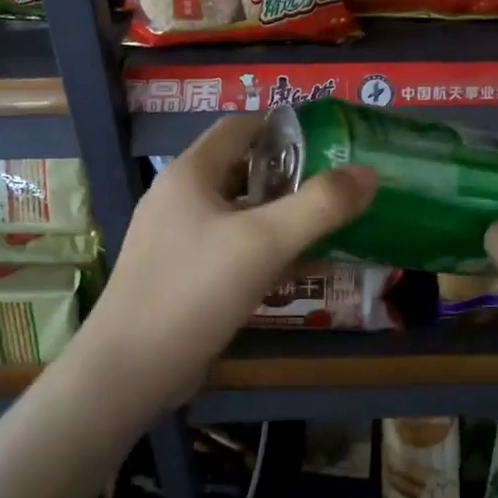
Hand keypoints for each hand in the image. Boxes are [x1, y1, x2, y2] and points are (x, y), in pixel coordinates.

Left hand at [81, 114, 375, 405]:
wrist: (130, 370)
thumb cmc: (196, 291)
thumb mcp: (265, 242)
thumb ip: (320, 205)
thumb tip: (367, 173)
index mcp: (190, 174)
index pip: (239, 127)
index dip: (283, 128)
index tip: (328, 141)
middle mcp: (177, 197)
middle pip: (239, 169)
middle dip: (287, 175)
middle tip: (334, 189)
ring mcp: (173, 238)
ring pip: (234, 212)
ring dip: (275, 215)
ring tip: (320, 227)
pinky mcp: (177, 274)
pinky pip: (226, 247)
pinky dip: (258, 249)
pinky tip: (288, 270)